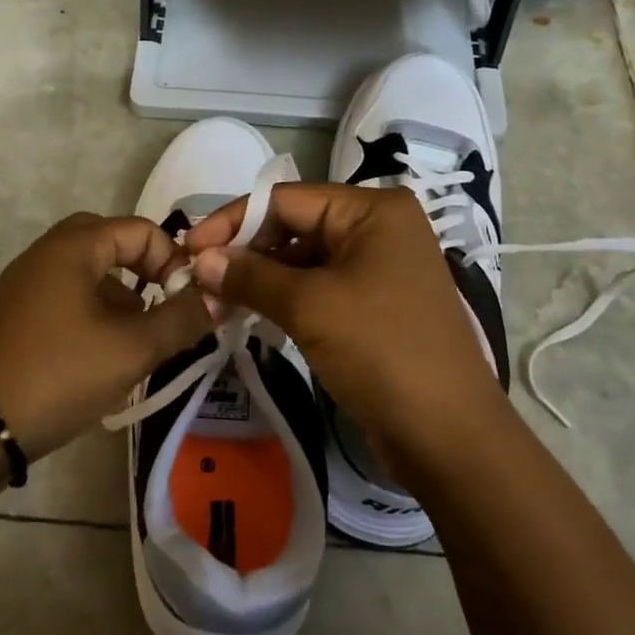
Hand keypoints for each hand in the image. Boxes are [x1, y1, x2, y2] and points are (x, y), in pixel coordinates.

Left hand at [0, 213, 214, 459]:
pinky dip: (94, 319)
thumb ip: (181, 320)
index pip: (142, 230)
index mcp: (74, 246)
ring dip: (122, 302)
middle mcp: (47, 253)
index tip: (187, 304)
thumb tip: (220, 297)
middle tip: (162, 315)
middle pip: (113, 247)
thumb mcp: (130, 349)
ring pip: (90, 277)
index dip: (174, 262)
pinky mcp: (14, 317)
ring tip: (138, 348)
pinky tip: (102, 363)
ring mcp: (25, 285)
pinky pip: (66, 301)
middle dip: (146, 278)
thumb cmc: (56, 374)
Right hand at [182, 184, 500, 454]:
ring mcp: (378, 266)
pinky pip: (318, 286)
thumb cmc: (381, 351)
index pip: (285, 199)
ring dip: (260, 278)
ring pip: (303, 259)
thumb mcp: (310, 307)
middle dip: (245, 252)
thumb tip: (200, 259)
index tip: (188, 249)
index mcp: (372, 209)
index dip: (232, 221)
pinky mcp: (374, 302)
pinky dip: (284, 298)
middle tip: (199, 281)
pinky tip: (252, 314)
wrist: (447, 434)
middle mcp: (378, 227)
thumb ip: (250, 276)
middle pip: (293, 225)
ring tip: (218, 301)